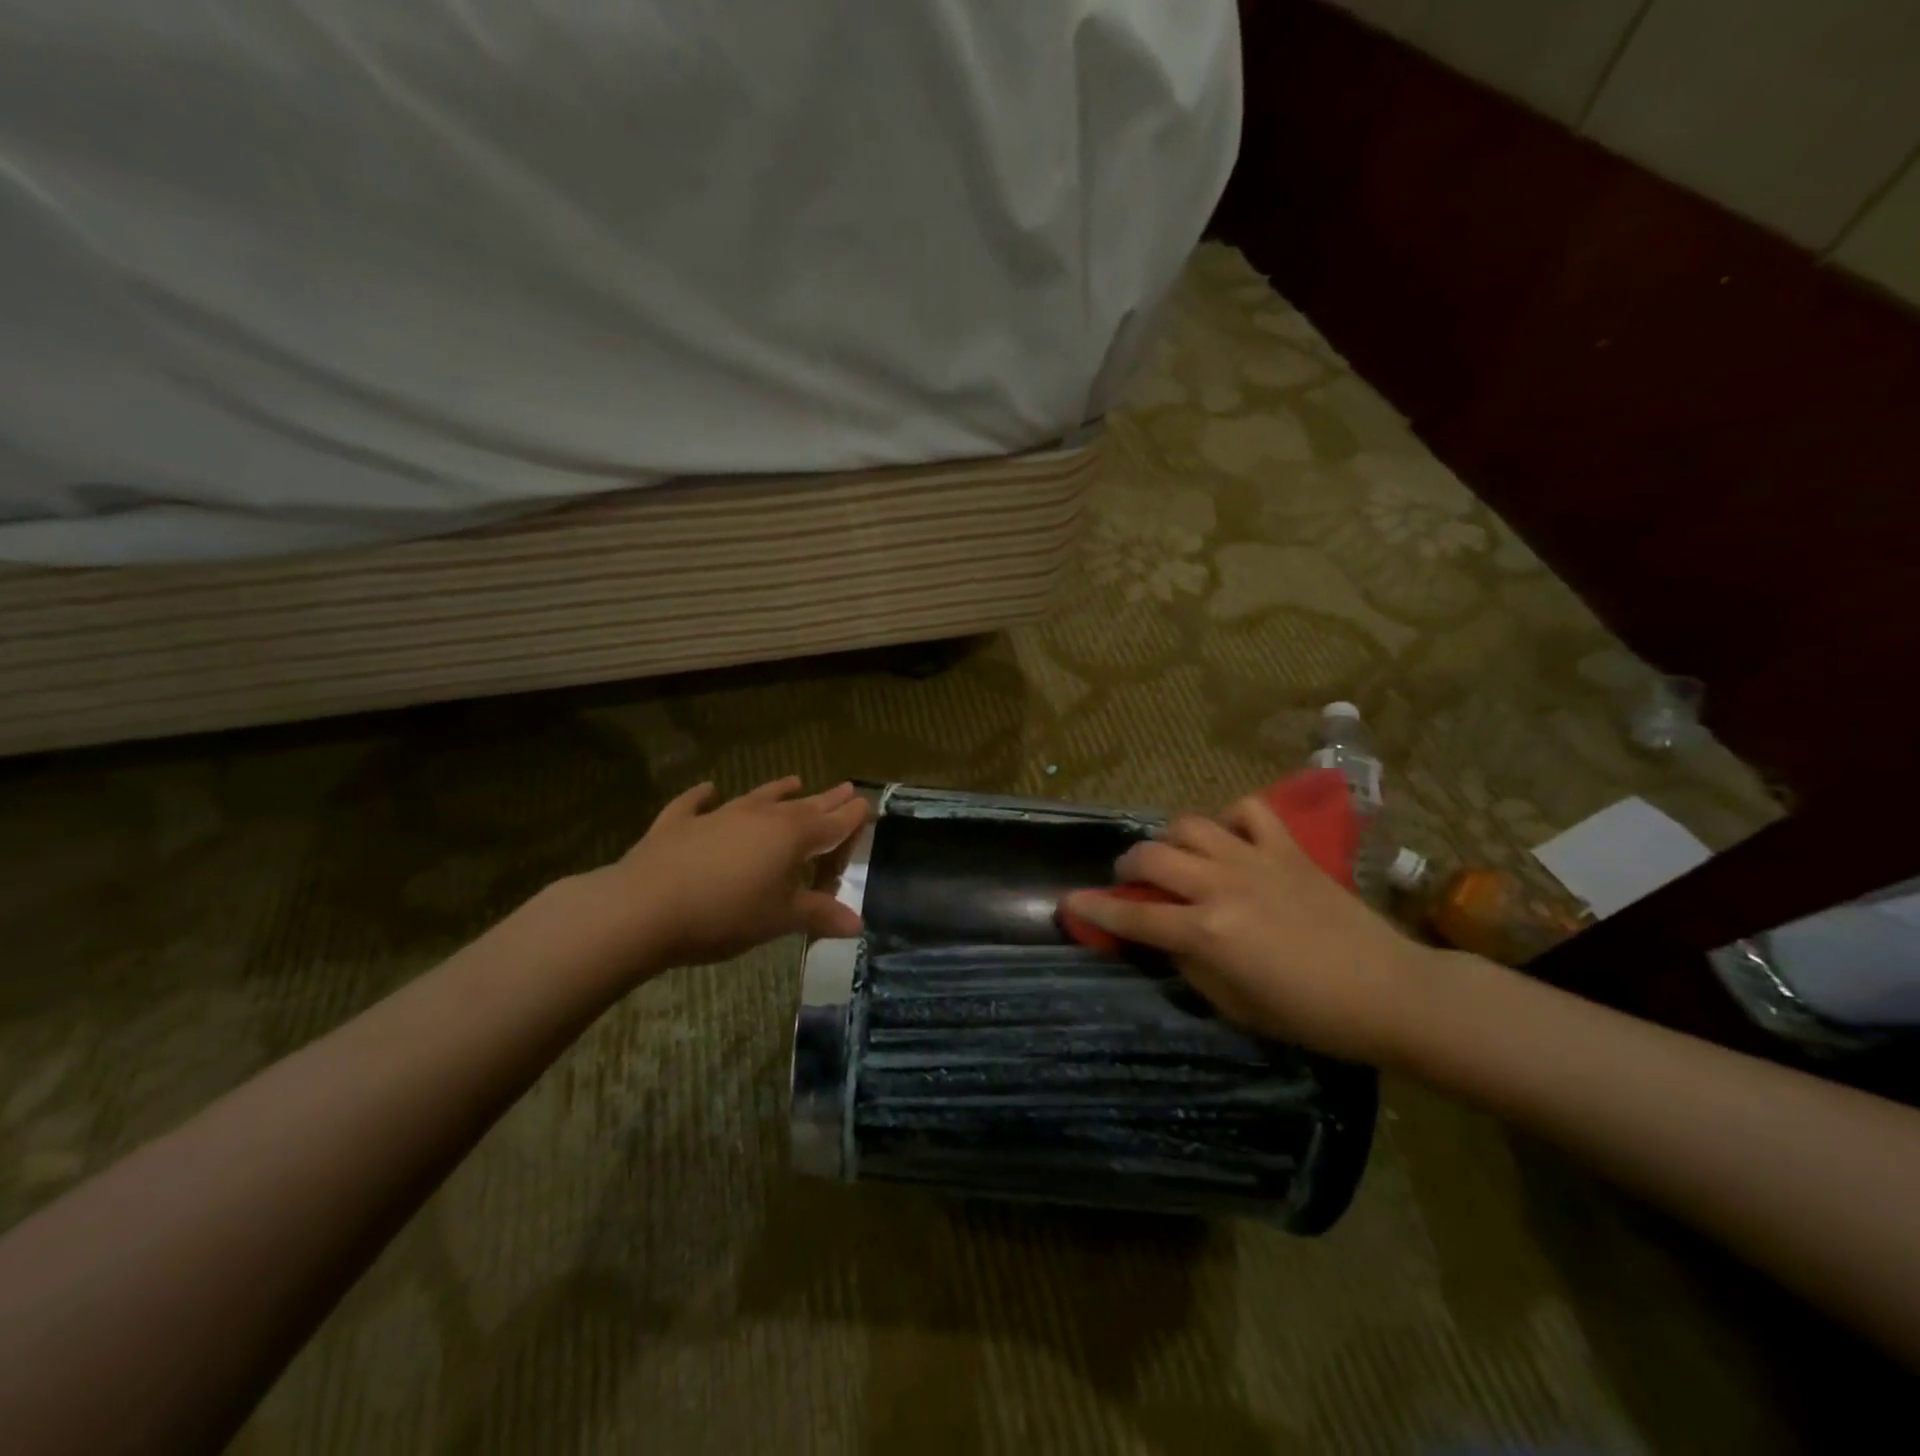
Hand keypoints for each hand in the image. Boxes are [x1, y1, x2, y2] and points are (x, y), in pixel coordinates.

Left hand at [590, 778, 868, 968]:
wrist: (644, 908)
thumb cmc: (724, 915)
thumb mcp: (777, 920)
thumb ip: (818, 915)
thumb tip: (859, 923)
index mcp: (789, 837)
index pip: (830, 824)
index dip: (850, 816)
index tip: (867, 803)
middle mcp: (758, 817)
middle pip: (801, 806)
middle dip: (825, 799)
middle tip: (845, 788)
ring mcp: (717, 817)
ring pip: (756, 798)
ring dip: (777, 790)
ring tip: (795, 780)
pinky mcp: (677, 825)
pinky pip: (694, 805)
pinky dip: (703, 797)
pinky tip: (708, 790)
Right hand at [1062, 795, 1438, 1064]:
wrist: (1389, 991)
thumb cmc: (1310, 1015)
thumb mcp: (1235, 1006)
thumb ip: (1191, 965)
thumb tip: (1168, 937)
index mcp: (1207, 932)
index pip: (1134, 914)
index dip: (1094, 908)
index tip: (1069, 902)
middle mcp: (1222, 886)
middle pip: (1151, 855)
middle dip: (1128, 866)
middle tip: (1132, 881)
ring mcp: (1256, 860)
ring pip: (1189, 824)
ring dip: (1171, 840)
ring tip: (1179, 858)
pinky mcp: (1288, 848)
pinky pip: (1248, 810)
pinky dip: (1229, 820)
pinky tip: (1230, 840)